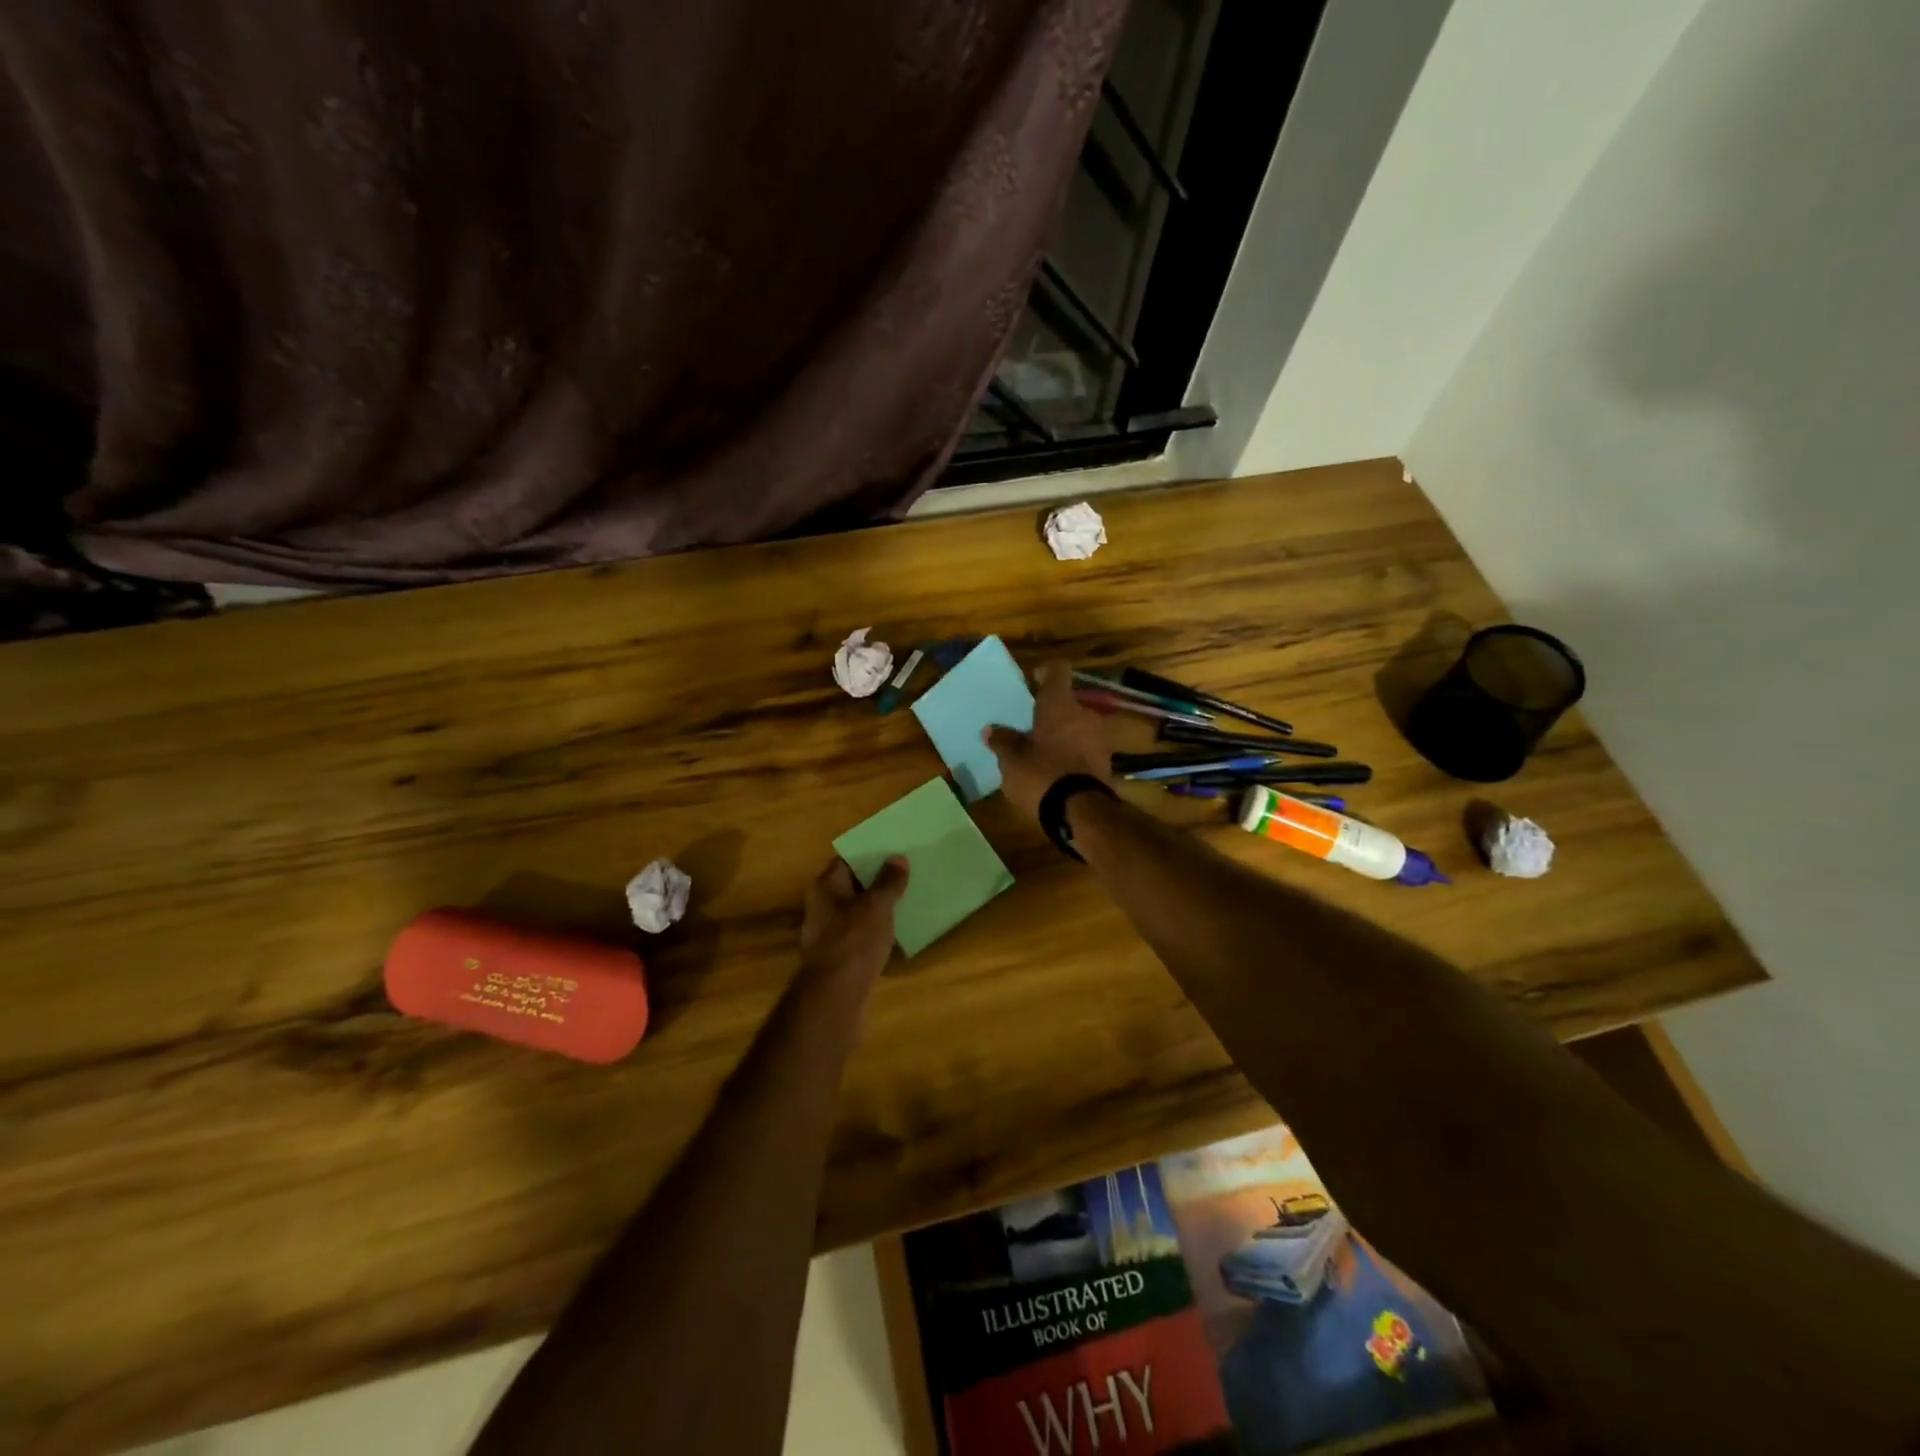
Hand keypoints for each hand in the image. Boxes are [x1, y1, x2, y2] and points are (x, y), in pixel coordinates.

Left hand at [799, 856, 909, 982]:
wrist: (836, 994)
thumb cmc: (854, 940)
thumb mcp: (877, 906)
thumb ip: (888, 881)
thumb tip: (897, 858)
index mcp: (825, 887)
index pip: (847, 860)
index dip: (870, 855)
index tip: (895, 852)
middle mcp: (821, 906)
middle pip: (851, 885)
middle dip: (877, 880)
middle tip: (907, 873)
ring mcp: (827, 933)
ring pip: (856, 911)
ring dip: (877, 907)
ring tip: (907, 899)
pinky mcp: (837, 956)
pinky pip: (858, 934)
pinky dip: (874, 930)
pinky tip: (896, 930)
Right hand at [983, 661, 1113, 822]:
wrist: (1081, 812)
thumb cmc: (1042, 776)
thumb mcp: (1012, 761)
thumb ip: (1003, 742)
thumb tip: (991, 730)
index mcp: (1059, 704)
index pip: (1058, 670)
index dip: (1045, 672)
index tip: (1033, 681)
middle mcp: (1084, 713)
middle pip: (1068, 701)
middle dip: (1051, 711)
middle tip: (1031, 726)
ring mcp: (1099, 737)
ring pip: (1078, 725)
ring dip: (1063, 733)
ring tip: (1043, 751)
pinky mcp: (1106, 761)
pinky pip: (1085, 747)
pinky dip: (1073, 752)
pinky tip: (1058, 769)